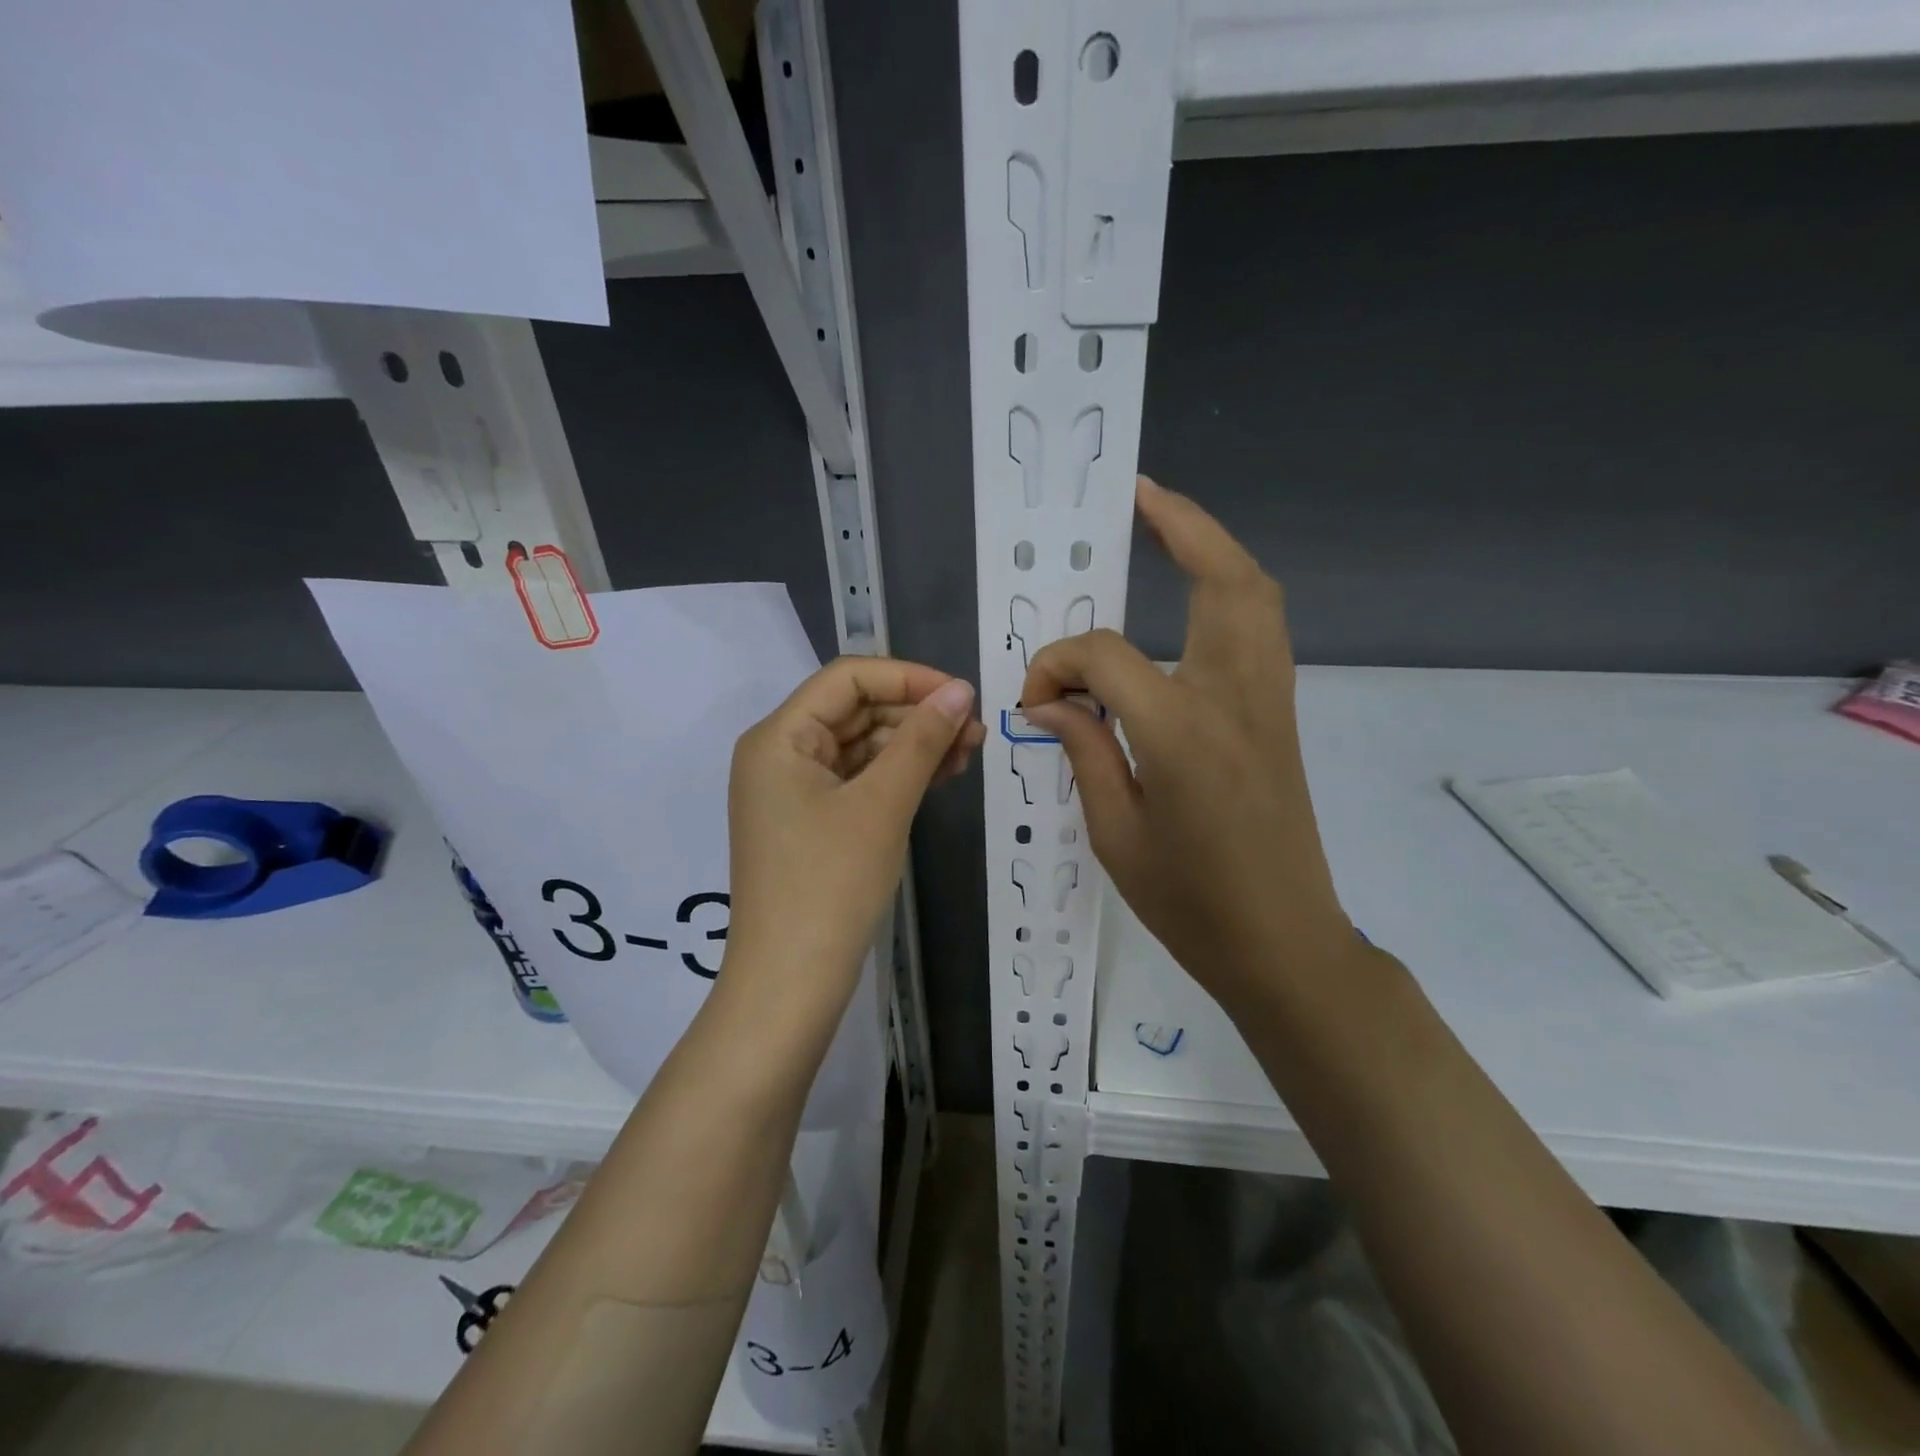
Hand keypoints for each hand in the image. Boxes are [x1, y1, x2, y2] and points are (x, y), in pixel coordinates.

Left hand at [724, 657, 983, 1021]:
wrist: (790, 983)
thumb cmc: (830, 885)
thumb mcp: (882, 805)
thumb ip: (922, 740)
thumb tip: (961, 691)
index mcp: (779, 737)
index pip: (847, 678)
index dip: (908, 677)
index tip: (963, 695)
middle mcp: (779, 753)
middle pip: (855, 710)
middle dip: (917, 714)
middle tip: (975, 731)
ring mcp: (793, 790)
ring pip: (862, 746)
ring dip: (914, 744)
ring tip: (969, 753)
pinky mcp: (811, 820)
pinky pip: (859, 779)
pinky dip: (898, 774)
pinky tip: (942, 774)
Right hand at [1021, 478, 1354, 1010]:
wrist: (1285, 944)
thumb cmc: (1192, 905)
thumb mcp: (1116, 835)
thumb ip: (1085, 751)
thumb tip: (1052, 703)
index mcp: (1182, 733)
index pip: (1106, 656)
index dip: (1059, 665)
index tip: (1036, 701)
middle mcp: (1236, 698)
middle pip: (1223, 580)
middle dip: (1183, 526)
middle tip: (1139, 498)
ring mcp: (1270, 702)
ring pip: (1256, 596)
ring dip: (1215, 550)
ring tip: (1169, 528)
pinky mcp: (1281, 716)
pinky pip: (1261, 630)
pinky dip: (1230, 592)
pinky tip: (1192, 600)